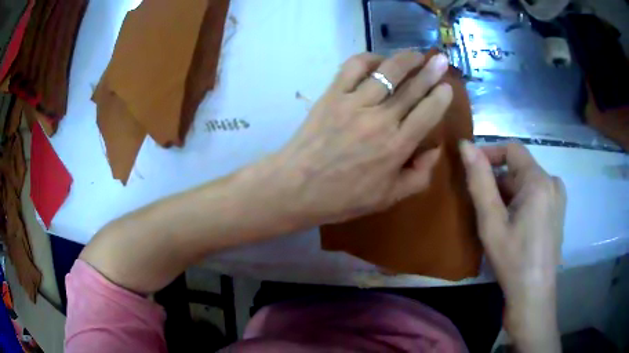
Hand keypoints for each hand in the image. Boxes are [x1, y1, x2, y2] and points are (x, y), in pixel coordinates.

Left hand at [270, 51, 451, 225]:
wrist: (296, 187)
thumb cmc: (343, 197)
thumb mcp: (388, 198)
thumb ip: (419, 176)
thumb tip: (435, 149)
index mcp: (397, 146)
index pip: (427, 113)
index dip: (440, 97)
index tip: (447, 85)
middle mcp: (380, 119)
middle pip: (412, 87)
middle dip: (430, 70)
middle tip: (440, 59)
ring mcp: (354, 103)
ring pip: (386, 71)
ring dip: (405, 59)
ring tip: (416, 54)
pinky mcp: (332, 94)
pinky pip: (353, 67)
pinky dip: (369, 58)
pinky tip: (379, 59)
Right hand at [459, 141, 565, 351]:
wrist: (533, 293)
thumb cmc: (512, 259)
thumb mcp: (491, 222)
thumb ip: (479, 181)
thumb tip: (465, 145)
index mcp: (539, 180)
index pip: (512, 149)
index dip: (490, 153)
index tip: (471, 169)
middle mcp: (553, 182)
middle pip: (520, 168)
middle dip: (499, 181)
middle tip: (482, 206)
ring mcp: (558, 197)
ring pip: (528, 182)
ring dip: (509, 193)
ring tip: (497, 219)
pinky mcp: (558, 210)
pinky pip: (537, 194)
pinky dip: (521, 201)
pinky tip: (514, 225)